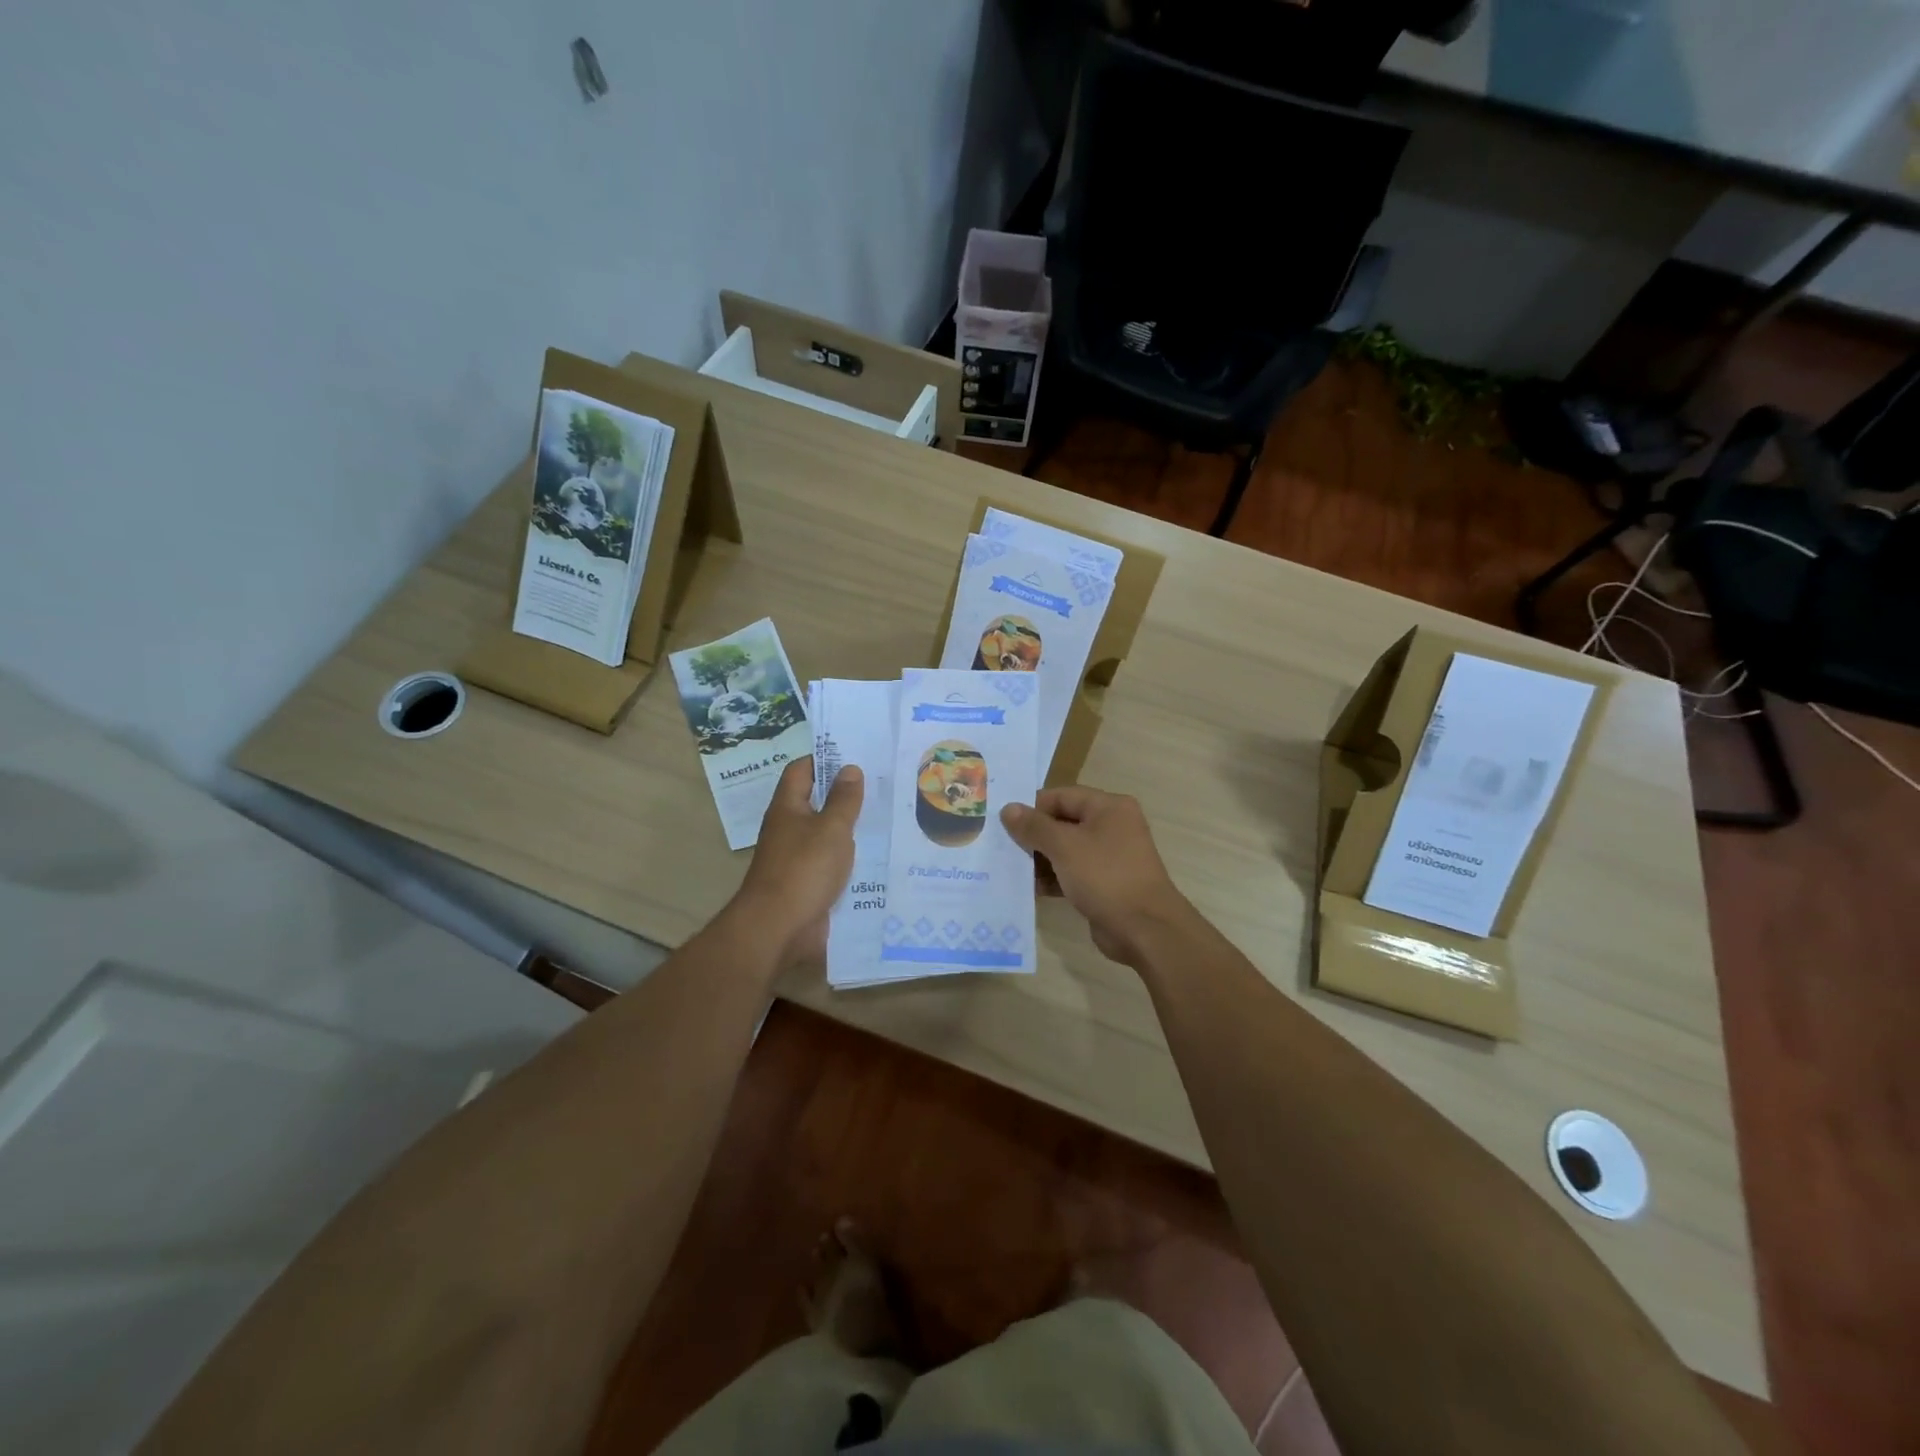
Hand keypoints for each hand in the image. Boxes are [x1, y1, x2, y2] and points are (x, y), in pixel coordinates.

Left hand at [729, 757, 862, 968]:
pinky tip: (876, 857)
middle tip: (882, 786)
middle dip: (845, 794)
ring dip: (851, 828)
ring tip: (887, 817)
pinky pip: (830, 863)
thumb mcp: (831, 829)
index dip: (825, 759)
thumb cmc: (804, 869)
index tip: (856, 756)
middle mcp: (788, 828)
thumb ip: (844, 799)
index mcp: (787, 807)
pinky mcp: (807, 883)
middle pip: (816, 802)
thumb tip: (850, 768)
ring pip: (826, 834)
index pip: (802, 770)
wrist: (778, 928)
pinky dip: (849, 858)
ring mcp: (796, 857)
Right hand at [1000, 787, 1191, 967]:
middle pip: (1063, 822)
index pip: (1061, 796)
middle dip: (1033, 835)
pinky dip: (1053, 878)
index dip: (1032, 807)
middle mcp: (1112, 826)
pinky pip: (1072, 873)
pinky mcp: (1105, 883)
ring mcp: (1110, 856)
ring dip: (1040, 859)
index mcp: (1109, 807)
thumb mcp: (1064, 846)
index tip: (1003, 823)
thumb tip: (1008, 808)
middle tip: (1002, 847)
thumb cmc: (1105, 876)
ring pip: (1066, 849)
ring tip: (1010, 869)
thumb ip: (1034, 826)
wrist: (1144, 929)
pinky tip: (1029, 888)